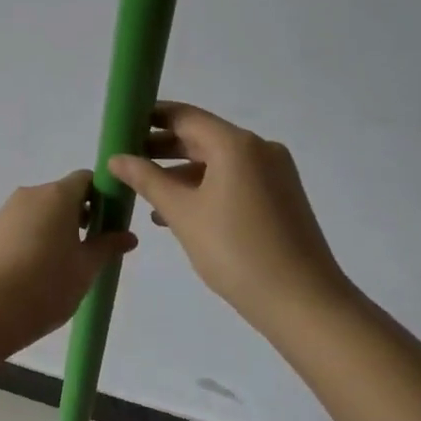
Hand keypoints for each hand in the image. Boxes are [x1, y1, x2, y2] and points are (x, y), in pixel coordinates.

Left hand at [0, 171, 136, 353]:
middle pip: (61, 194)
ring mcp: (6, 211)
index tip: (109, 222)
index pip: (85, 179)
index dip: (101, 196)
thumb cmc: (46, 284)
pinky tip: (36, 271)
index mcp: (57, 195)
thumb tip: (128, 236)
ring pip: (40, 211)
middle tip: (90, 249)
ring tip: (63, 265)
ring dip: (55, 228)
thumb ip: (107, 247)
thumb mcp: (86, 268)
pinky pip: (21, 225)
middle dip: (79, 215)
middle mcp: (30, 194)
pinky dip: (34, 238)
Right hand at [108, 102, 351, 328]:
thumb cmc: (237, 251)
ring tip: (144, 190)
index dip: (150, 117)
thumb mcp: (183, 213)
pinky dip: (204, 188)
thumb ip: (146, 180)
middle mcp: (258, 149)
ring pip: (216, 161)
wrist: (305, 304)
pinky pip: (233, 180)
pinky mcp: (279, 197)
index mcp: (236, 144)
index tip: (120, 126)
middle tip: (125, 159)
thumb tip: (115, 158)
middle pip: (201, 136)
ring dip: (180, 172)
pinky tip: (176, 212)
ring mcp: (273, 173)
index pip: (184, 116)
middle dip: (162, 147)